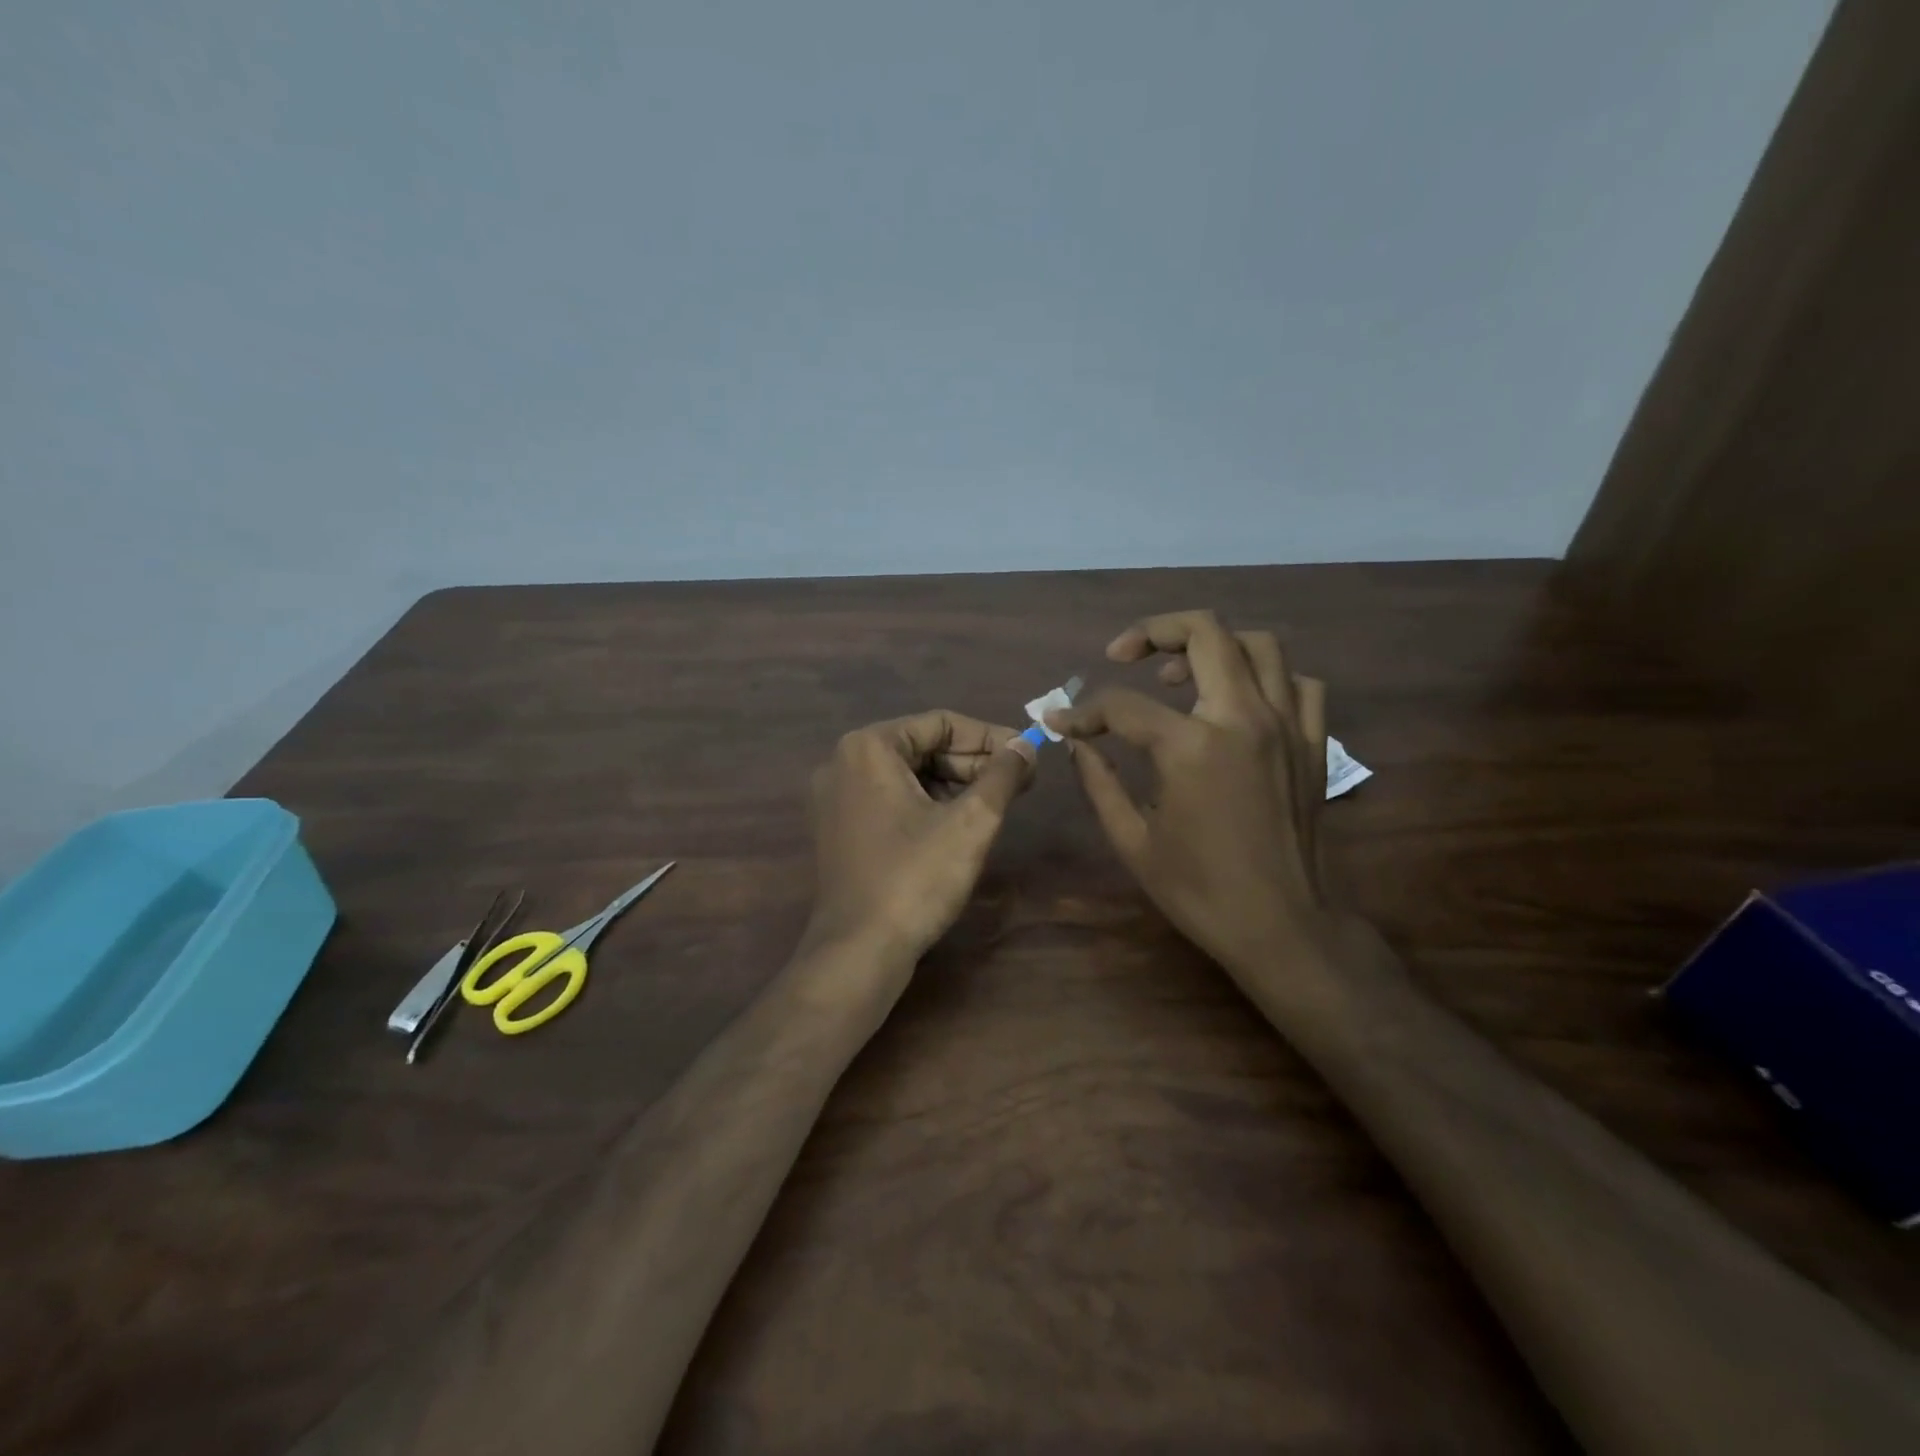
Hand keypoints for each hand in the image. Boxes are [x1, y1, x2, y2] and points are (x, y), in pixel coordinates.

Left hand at [804, 711, 1035, 964]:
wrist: (859, 951)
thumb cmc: (915, 878)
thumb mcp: (971, 822)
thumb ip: (1002, 774)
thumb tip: (1026, 746)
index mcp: (869, 747)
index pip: (940, 723)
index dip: (990, 737)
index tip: (1027, 754)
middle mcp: (843, 763)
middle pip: (922, 747)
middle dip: (973, 762)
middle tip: (1019, 781)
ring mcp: (836, 798)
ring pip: (908, 775)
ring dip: (955, 784)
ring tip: (997, 802)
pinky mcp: (840, 829)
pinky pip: (891, 799)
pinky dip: (928, 804)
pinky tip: (962, 823)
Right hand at [1046, 611, 1332, 973]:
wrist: (1282, 927)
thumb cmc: (1199, 890)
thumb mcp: (1132, 841)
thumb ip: (1099, 781)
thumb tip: (1076, 741)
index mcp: (1191, 747)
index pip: (1123, 705)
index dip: (1084, 711)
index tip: (1063, 722)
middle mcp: (1242, 718)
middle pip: (1204, 632)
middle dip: (1153, 631)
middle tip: (1123, 654)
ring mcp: (1286, 725)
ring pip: (1258, 644)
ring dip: (1212, 644)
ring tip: (1179, 674)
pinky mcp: (1313, 742)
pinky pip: (1298, 683)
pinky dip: (1265, 677)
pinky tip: (1238, 701)